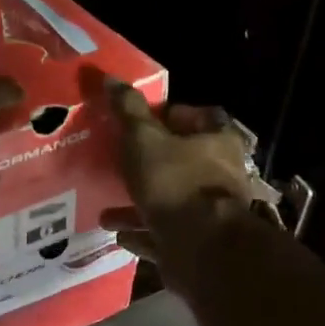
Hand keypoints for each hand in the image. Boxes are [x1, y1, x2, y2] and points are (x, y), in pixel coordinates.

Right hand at [101, 80, 259, 263]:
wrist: (199, 248)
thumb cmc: (174, 183)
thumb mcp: (144, 139)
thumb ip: (127, 111)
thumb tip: (109, 77)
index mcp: (216, 142)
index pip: (199, 117)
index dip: (170, 115)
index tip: (140, 121)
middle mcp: (218, 176)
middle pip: (182, 162)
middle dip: (148, 164)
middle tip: (118, 163)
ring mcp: (207, 213)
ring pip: (168, 202)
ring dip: (138, 204)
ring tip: (106, 208)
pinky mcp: (194, 244)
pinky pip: (162, 235)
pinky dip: (141, 232)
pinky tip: (117, 233)